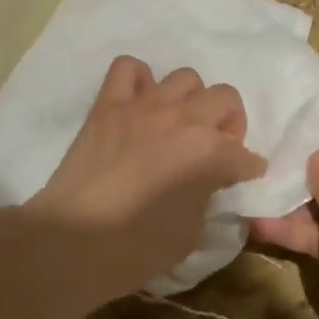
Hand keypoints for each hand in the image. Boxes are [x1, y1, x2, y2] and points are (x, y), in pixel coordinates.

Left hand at [21, 56, 265, 305]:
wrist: (70, 244)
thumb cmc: (135, 250)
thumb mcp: (190, 234)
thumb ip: (207, 197)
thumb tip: (209, 183)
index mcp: (208, 153)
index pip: (245, 155)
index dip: (248, 170)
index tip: (243, 179)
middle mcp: (183, 119)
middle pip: (226, 99)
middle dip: (230, 125)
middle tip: (216, 149)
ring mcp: (144, 106)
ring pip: (186, 77)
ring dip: (191, 101)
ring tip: (179, 125)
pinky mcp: (108, 104)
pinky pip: (128, 68)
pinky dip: (140, 80)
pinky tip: (140, 104)